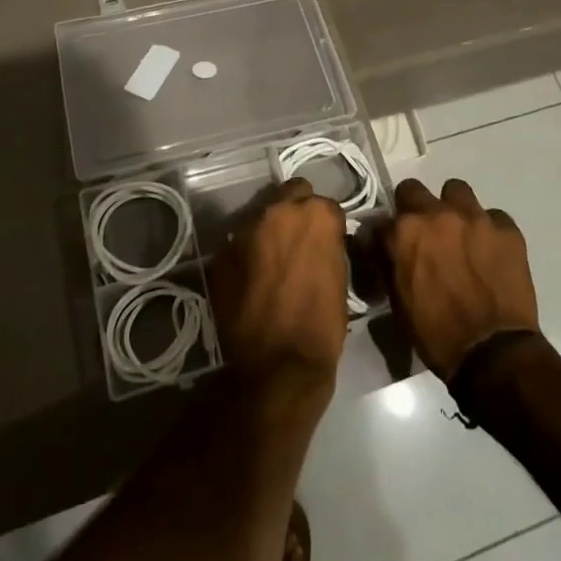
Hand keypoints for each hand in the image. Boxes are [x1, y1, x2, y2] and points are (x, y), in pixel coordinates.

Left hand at [208, 179, 348, 390]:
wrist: (278, 366)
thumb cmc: (322, 325)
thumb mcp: (340, 277)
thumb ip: (328, 245)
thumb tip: (321, 240)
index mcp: (315, 214)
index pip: (325, 204)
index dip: (326, 224)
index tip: (326, 241)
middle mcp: (277, 211)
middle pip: (289, 195)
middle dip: (295, 212)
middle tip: (299, 241)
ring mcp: (245, 230)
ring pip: (261, 216)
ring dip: (269, 231)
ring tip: (272, 260)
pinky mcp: (221, 253)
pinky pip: (238, 244)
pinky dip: (247, 254)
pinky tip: (252, 278)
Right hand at [383, 178, 539, 380]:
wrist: (492, 352)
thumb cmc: (436, 333)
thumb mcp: (398, 300)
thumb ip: (388, 262)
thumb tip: (381, 246)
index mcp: (404, 232)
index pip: (382, 217)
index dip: (387, 232)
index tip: (392, 244)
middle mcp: (436, 214)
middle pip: (414, 189)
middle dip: (414, 208)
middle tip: (425, 234)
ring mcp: (474, 217)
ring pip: (457, 191)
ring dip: (453, 208)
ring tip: (460, 234)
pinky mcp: (507, 228)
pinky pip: (493, 216)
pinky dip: (489, 230)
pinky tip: (491, 252)